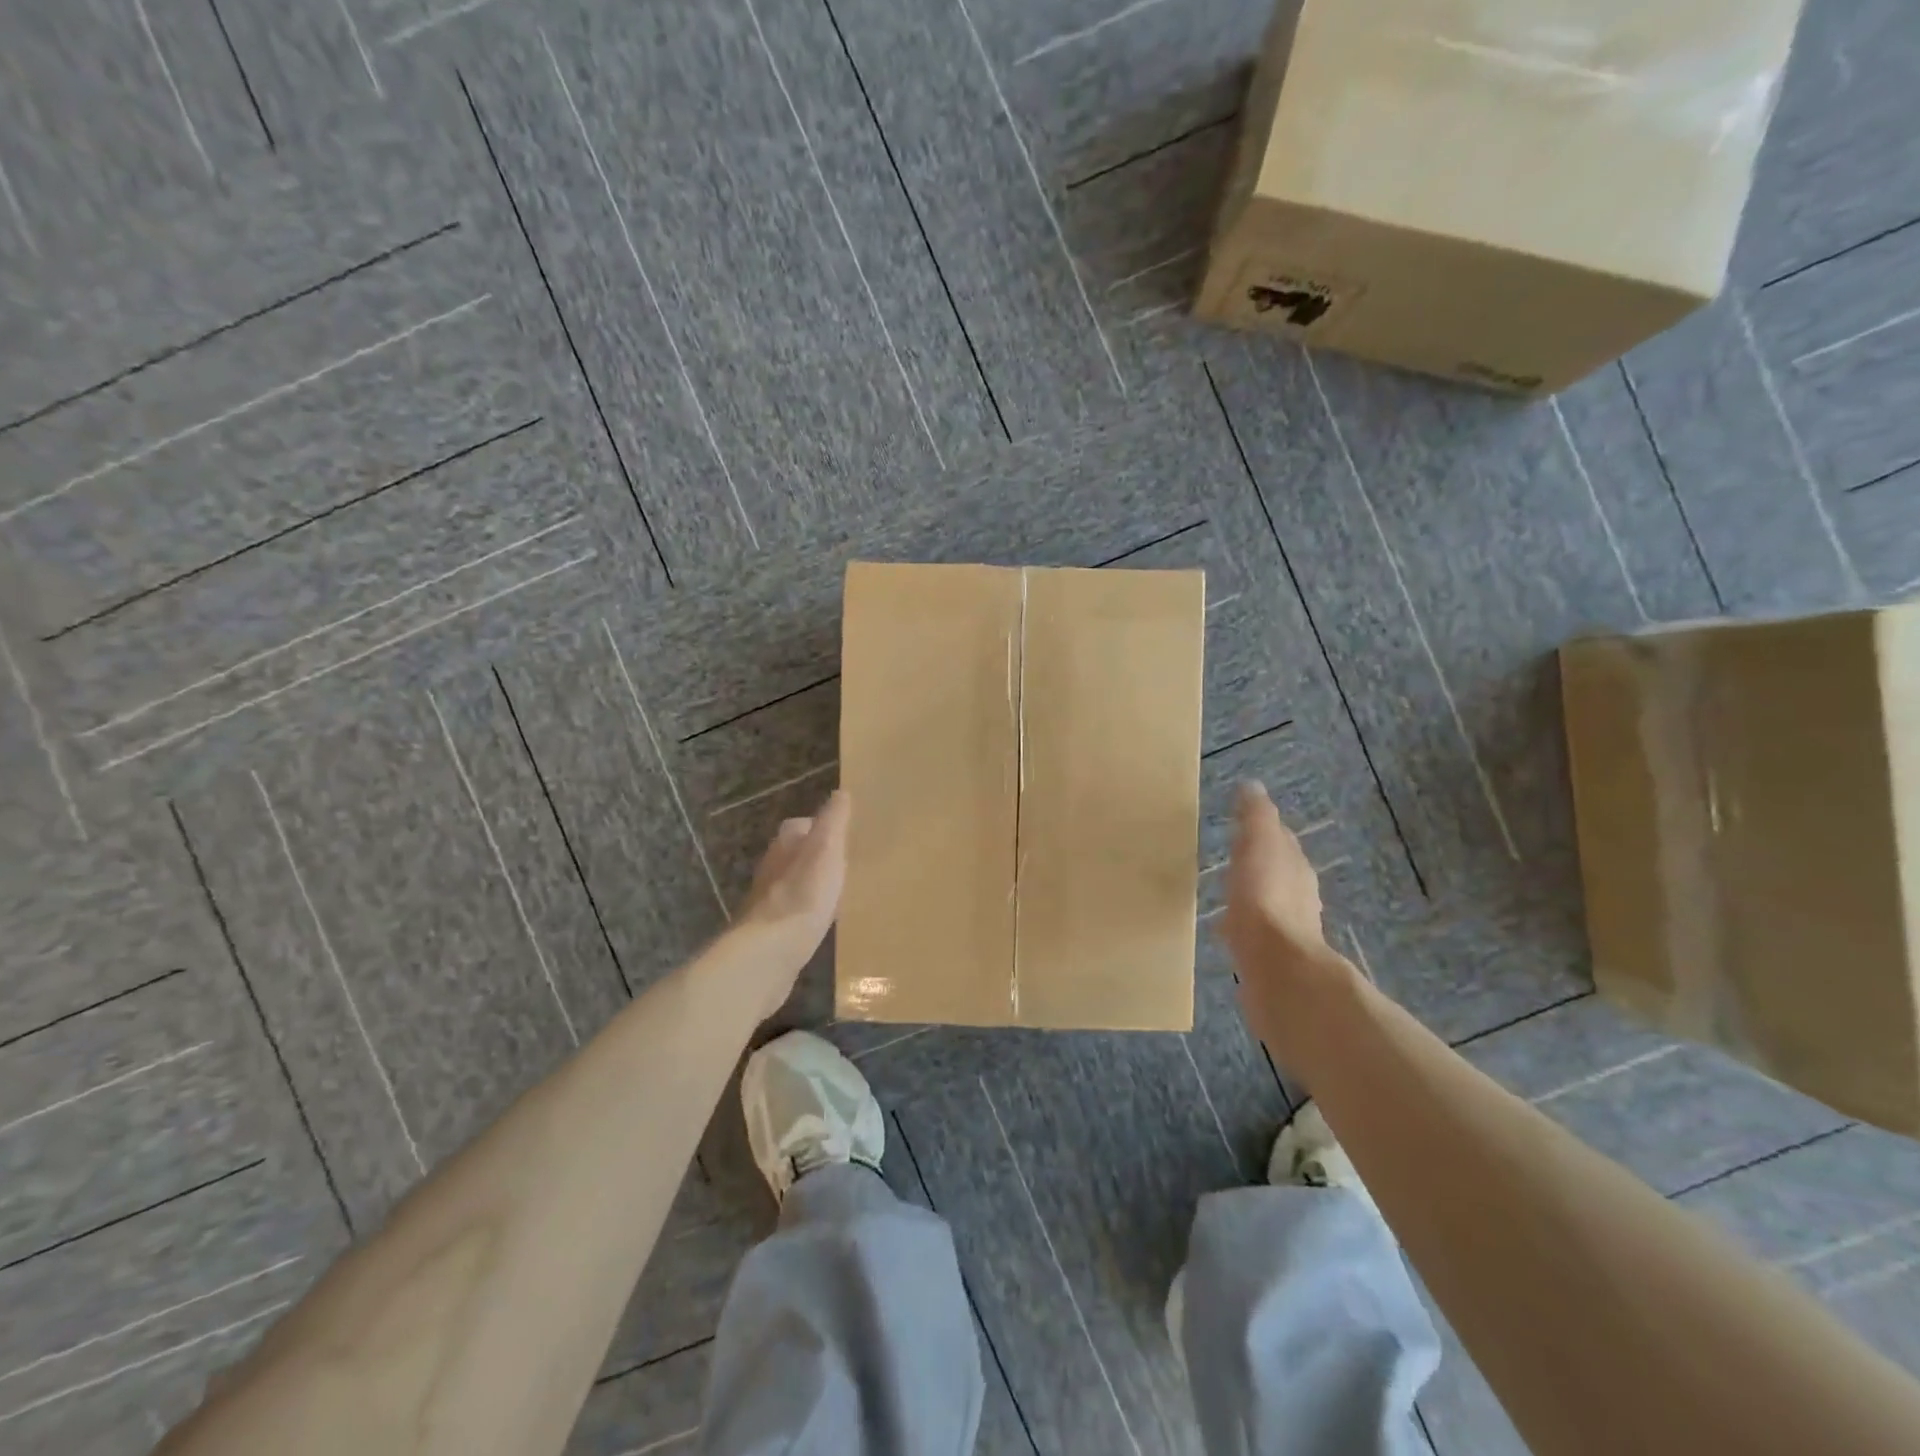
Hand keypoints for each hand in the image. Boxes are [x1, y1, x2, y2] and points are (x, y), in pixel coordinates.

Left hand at [739, 789, 851, 969]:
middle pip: (796, 854)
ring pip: (794, 883)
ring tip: (839, 892)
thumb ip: (834, 821)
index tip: (845, 836)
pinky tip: (823, 922)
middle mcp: (772, 867)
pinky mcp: (771, 929)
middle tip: (846, 864)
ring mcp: (768, 900)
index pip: (802, 825)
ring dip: (812, 885)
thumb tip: (841, 793)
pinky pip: (794, 913)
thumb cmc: (803, 893)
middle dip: (816, 857)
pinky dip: (807, 912)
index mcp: (785, 844)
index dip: (822, 827)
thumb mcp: (827, 849)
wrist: (771, 951)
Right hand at [1222, 782, 1355, 1051]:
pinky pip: (1254, 933)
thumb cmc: (1265, 897)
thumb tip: (1253, 786)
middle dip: (1258, 864)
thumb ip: (1256, 816)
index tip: (1243, 824)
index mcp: (1295, 866)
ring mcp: (1287, 929)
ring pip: (1267, 903)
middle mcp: (1298, 896)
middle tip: (1232, 857)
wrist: (1276, 967)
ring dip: (1251, 896)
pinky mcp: (1271, 958)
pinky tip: (1227, 931)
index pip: (1281, 840)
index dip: (1264, 831)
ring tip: (1226, 893)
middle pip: (1277, 872)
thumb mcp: (1259, 843)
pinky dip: (1243, 926)